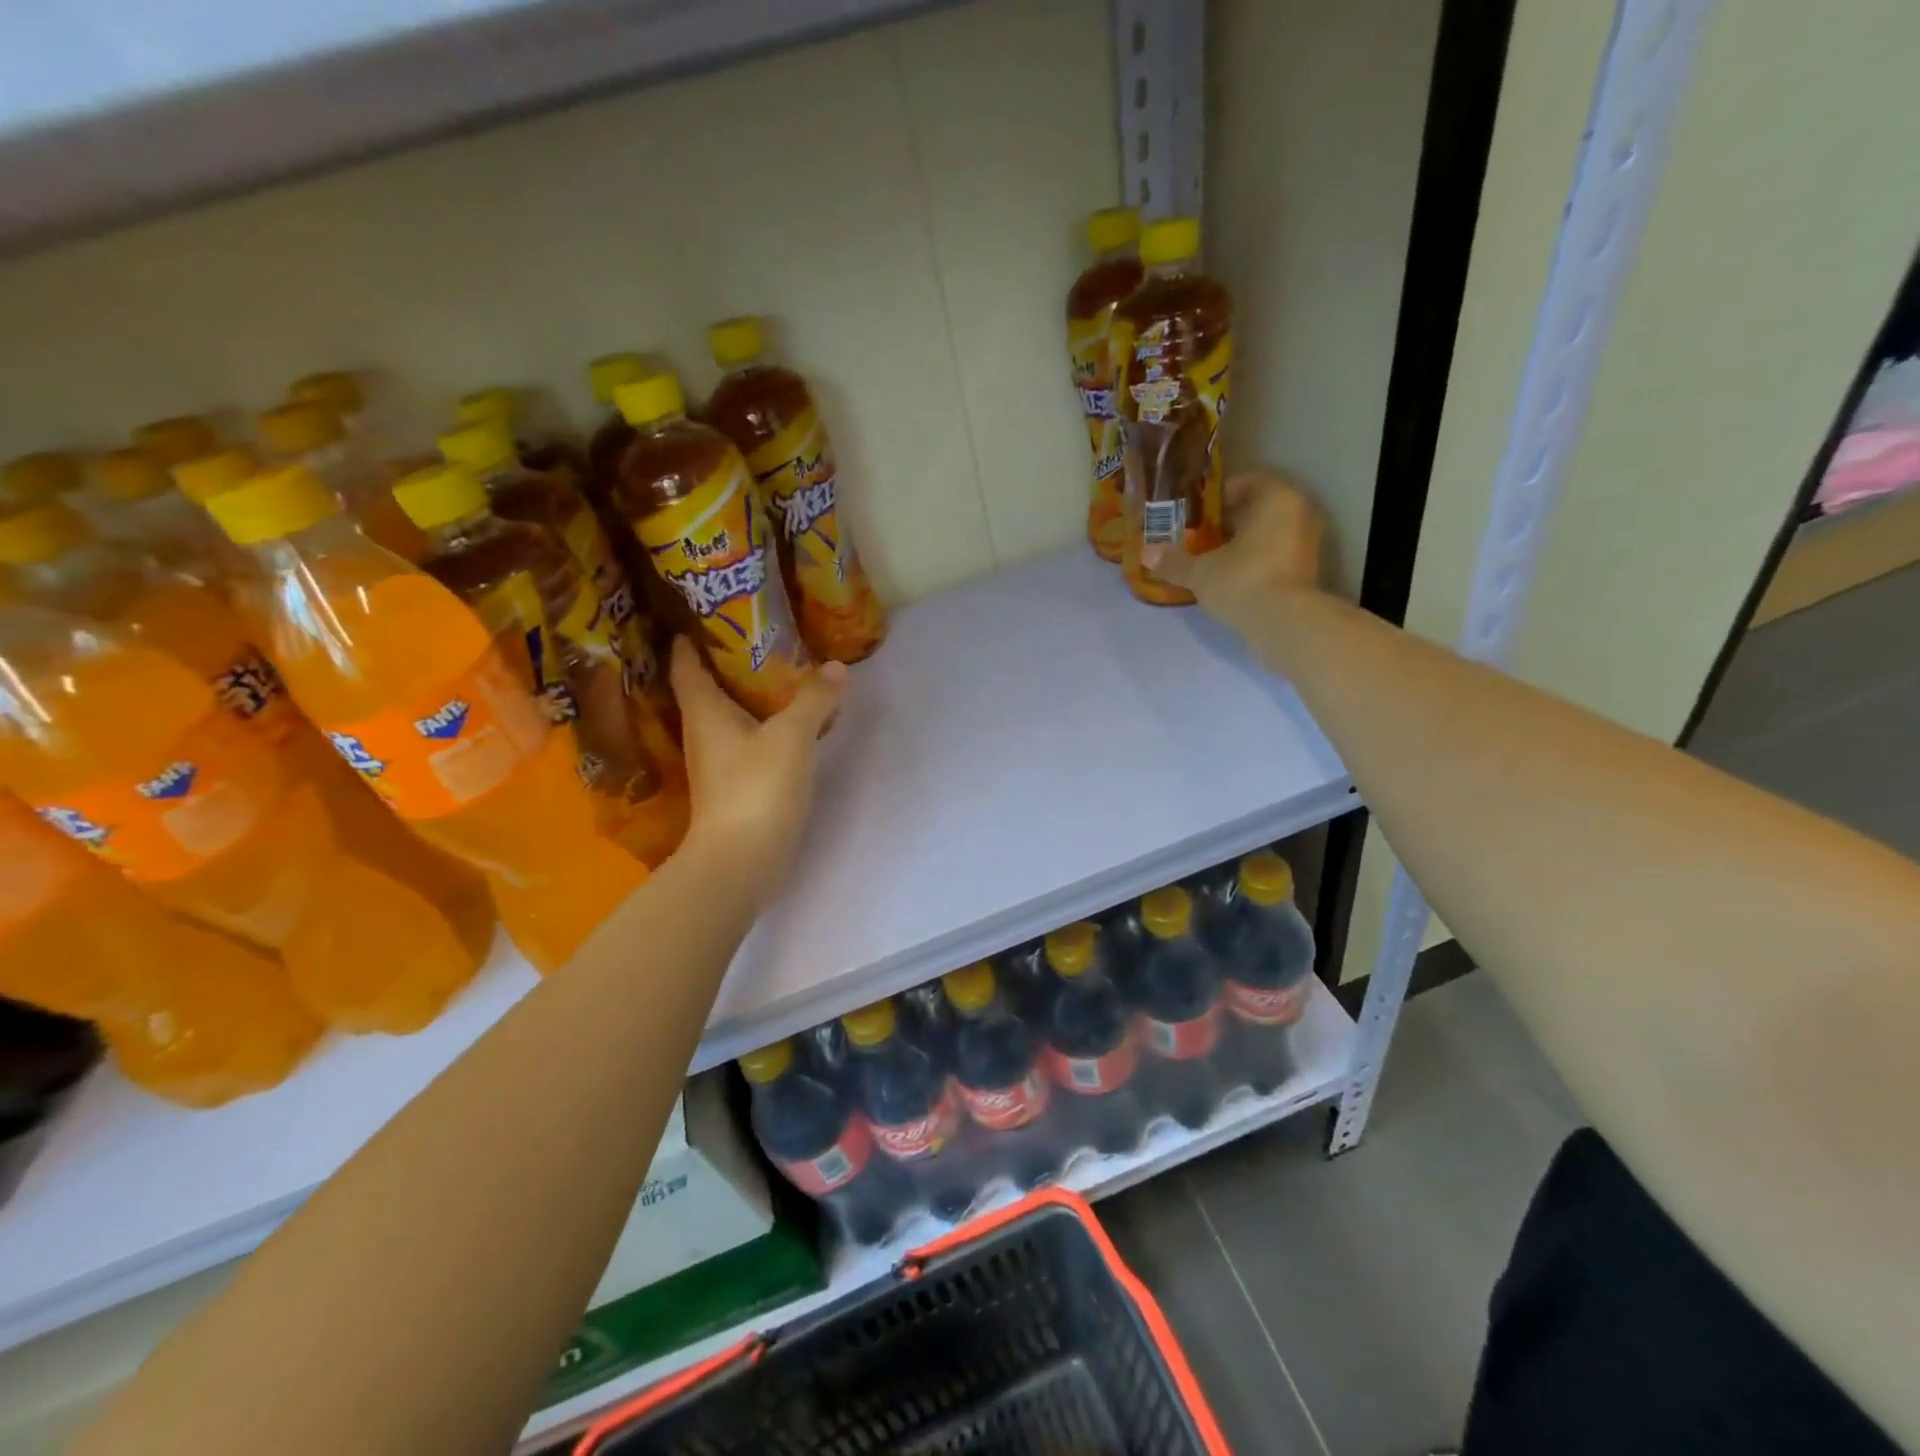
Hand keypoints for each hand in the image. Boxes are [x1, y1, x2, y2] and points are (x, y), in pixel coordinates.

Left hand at [668, 638, 847, 900]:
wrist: (742, 860)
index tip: (699, 617)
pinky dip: (761, 725)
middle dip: (722, 664)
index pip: (686, 666)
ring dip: (744, 696)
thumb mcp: (792, 736)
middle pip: (705, 690)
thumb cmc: (757, 787)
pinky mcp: (734, 786)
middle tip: (753, 638)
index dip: (688, 641)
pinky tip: (786, 723)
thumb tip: (836, 667)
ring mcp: (717, 764)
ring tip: (775, 674)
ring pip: (727, 718)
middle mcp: (703, 734)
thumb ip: (814, 699)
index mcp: (704, 712)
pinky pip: (745, 742)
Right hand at [1144, 470, 1327, 647]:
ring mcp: (1309, 541)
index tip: (1191, 515)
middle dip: (1227, 522)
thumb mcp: (1200, 572)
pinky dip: (1256, 561)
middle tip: (1196, 537)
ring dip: (1242, 543)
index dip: (1213, 499)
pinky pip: (1276, 555)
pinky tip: (1231, 578)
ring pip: (1268, 532)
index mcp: (1276, 496)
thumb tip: (1147, 554)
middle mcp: (1299, 511)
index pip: (1242, 483)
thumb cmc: (1243, 581)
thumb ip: (1174, 561)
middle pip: (1256, 508)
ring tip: (1211, 560)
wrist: (1286, 624)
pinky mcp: (1308, 569)